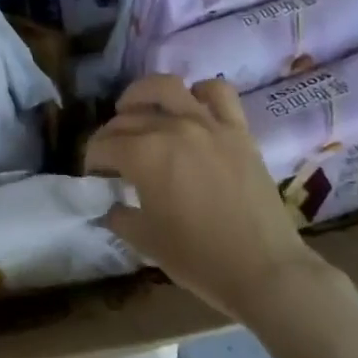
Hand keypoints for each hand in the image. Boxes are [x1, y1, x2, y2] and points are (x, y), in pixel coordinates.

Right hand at [85, 74, 343, 319]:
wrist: (265, 270)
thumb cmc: (199, 258)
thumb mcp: (145, 241)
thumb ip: (119, 216)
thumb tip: (110, 206)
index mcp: (144, 155)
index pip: (103, 145)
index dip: (92, 161)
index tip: (95, 178)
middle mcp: (172, 128)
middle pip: (128, 118)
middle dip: (110, 135)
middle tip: (112, 156)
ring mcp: (208, 124)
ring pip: (166, 87)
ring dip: (143, 95)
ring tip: (138, 110)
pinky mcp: (238, 130)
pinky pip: (218, 92)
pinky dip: (200, 93)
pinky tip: (192, 108)